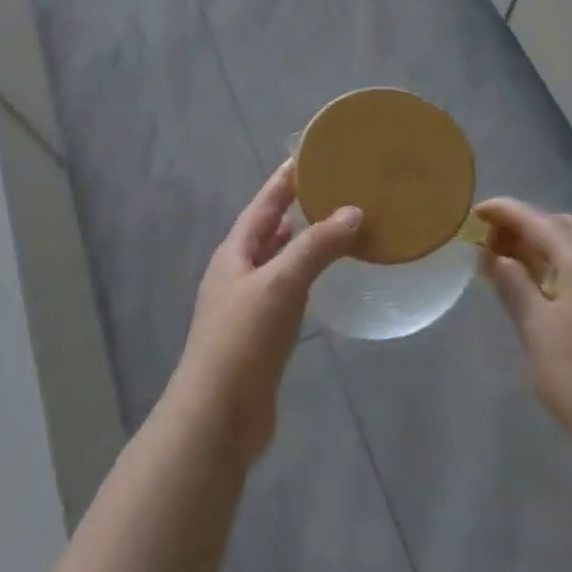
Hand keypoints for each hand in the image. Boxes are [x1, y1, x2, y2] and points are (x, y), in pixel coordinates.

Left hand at [172, 162, 362, 459]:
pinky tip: (323, 282)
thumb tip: (353, 211)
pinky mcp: (260, 336)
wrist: (219, 415)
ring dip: (301, 245)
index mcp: (234, 253)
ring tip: (333, 227)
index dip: (284, 180)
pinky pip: (286, 294)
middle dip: (295, 210)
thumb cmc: (244, 339)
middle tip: (333, 190)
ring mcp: (247, 306)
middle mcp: (237, 273)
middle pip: (268, 231)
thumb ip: (316, 247)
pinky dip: (304, 280)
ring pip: (278, 263)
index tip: (311, 155)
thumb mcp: (281, 284)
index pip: (263, 205)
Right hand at [476, 198, 571, 476]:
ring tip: (514, 264)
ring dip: (547, 246)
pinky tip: (547, 287)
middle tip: (492, 243)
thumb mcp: (535, 328)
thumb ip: (512, 283)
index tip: (476, 211)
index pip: (538, 222)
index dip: (505, 212)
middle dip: (527, 227)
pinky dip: (567, 265)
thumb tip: (495, 256)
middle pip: (564, 227)